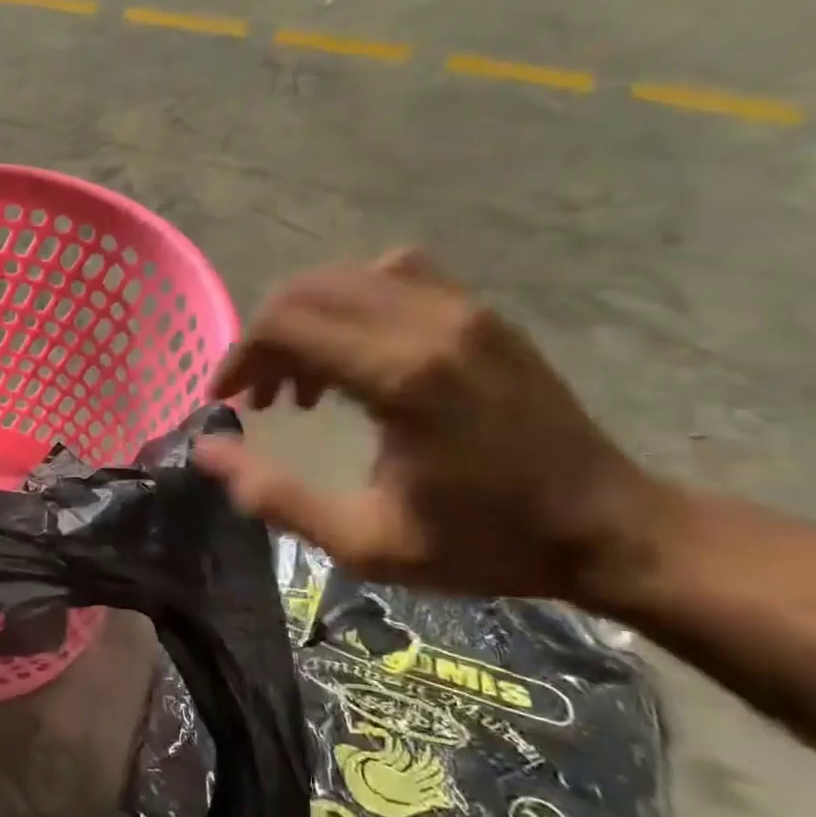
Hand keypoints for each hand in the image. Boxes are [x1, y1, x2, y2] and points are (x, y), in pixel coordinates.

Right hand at [195, 249, 664, 602]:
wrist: (608, 527)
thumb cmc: (481, 541)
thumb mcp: (364, 541)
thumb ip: (275, 495)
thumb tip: (207, 449)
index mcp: (402, 377)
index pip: (286, 324)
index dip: (240, 356)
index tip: (228, 399)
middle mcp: (430, 324)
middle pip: (307, 291)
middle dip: (264, 339)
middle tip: (260, 396)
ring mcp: (463, 310)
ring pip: (346, 276)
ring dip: (304, 319)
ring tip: (304, 379)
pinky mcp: (481, 312)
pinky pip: (394, 274)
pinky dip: (351, 300)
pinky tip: (353, 349)